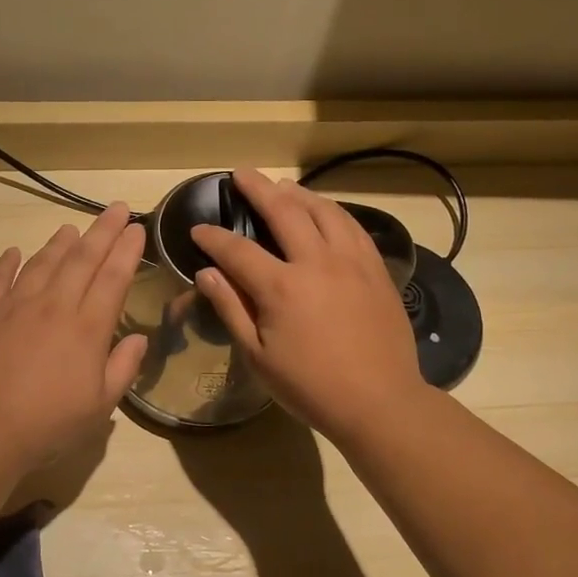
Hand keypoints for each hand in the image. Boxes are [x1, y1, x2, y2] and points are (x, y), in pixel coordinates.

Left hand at [0, 202, 148, 467]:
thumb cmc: (49, 424)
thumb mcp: (100, 406)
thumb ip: (123, 368)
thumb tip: (139, 339)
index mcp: (87, 328)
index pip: (113, 278)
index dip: (126, 250)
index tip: (136, 228)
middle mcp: (54, 306)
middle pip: (82, 259)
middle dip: (102, 231)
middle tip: (115, 208)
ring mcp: (15, 306)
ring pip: (42, 263)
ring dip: (59, 243)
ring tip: (70, 227)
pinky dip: (6, 263)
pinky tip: (13, 252)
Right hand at [191, 169, 428, 442]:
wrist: (380, 402)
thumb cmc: (310, 386)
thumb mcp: (258, 356)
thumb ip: (231, 309)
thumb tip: (207, 272)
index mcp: (281, 287)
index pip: (238, 250)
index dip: (214, 237)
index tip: (198, 229)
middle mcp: (317, 262)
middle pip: (284, 211)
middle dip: (258, 189)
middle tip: (241, 174)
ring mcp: (352, 262)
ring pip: (323, 211)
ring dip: (299, 193)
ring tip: (282, 186)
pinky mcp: (376, 269)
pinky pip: (353, 226)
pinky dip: (333, 211)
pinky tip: (325, 210)